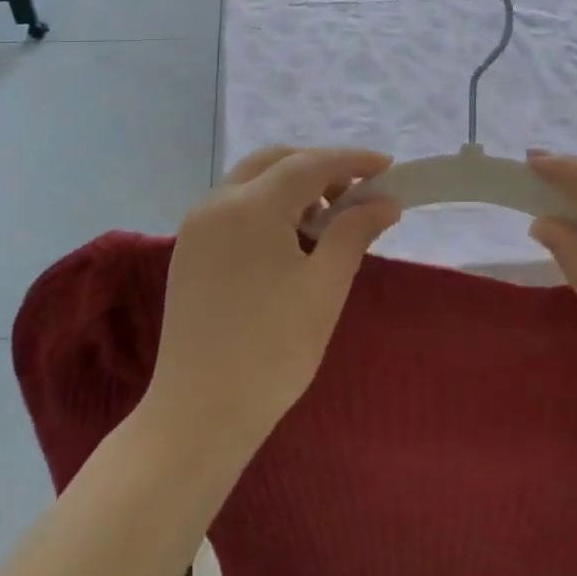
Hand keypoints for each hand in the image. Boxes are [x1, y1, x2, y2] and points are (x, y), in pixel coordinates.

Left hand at [143, 146, 400, 457]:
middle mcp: (217, 203)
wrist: (199, 414)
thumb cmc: (272, 351)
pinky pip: (233, 206)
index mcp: (250, 207)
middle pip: (274, 161)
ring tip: (326, 220)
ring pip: (251, 181)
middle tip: (356, 192)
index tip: (387, 166)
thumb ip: (354, 233)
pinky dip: (266, 205)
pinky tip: (289, 238)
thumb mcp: (324, 288)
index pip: (309, 164)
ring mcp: (197, 226)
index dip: (351, 161)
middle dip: (318, 167)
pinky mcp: (189, 249)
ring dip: (291, 185)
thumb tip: (385, 201)